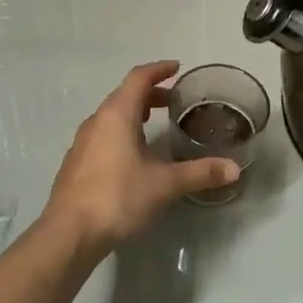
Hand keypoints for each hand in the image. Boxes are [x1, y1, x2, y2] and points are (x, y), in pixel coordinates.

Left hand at [40, 61, 239, 253]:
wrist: (68, 234)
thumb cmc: (118, 197)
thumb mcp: (164, 184)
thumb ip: (200, 173)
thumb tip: (234, 169)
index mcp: (117, 114)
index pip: (139, 78)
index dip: (159, 69)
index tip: (177, 68)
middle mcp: (97, 121)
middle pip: (124, 95)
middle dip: (150, 93)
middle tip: (174, 101)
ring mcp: (82, 142)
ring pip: (112, 116)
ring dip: (134, 114)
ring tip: (155, 125)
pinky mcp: (76, 163)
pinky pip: (103, 134)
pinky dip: (122, 132)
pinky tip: (133, 156)